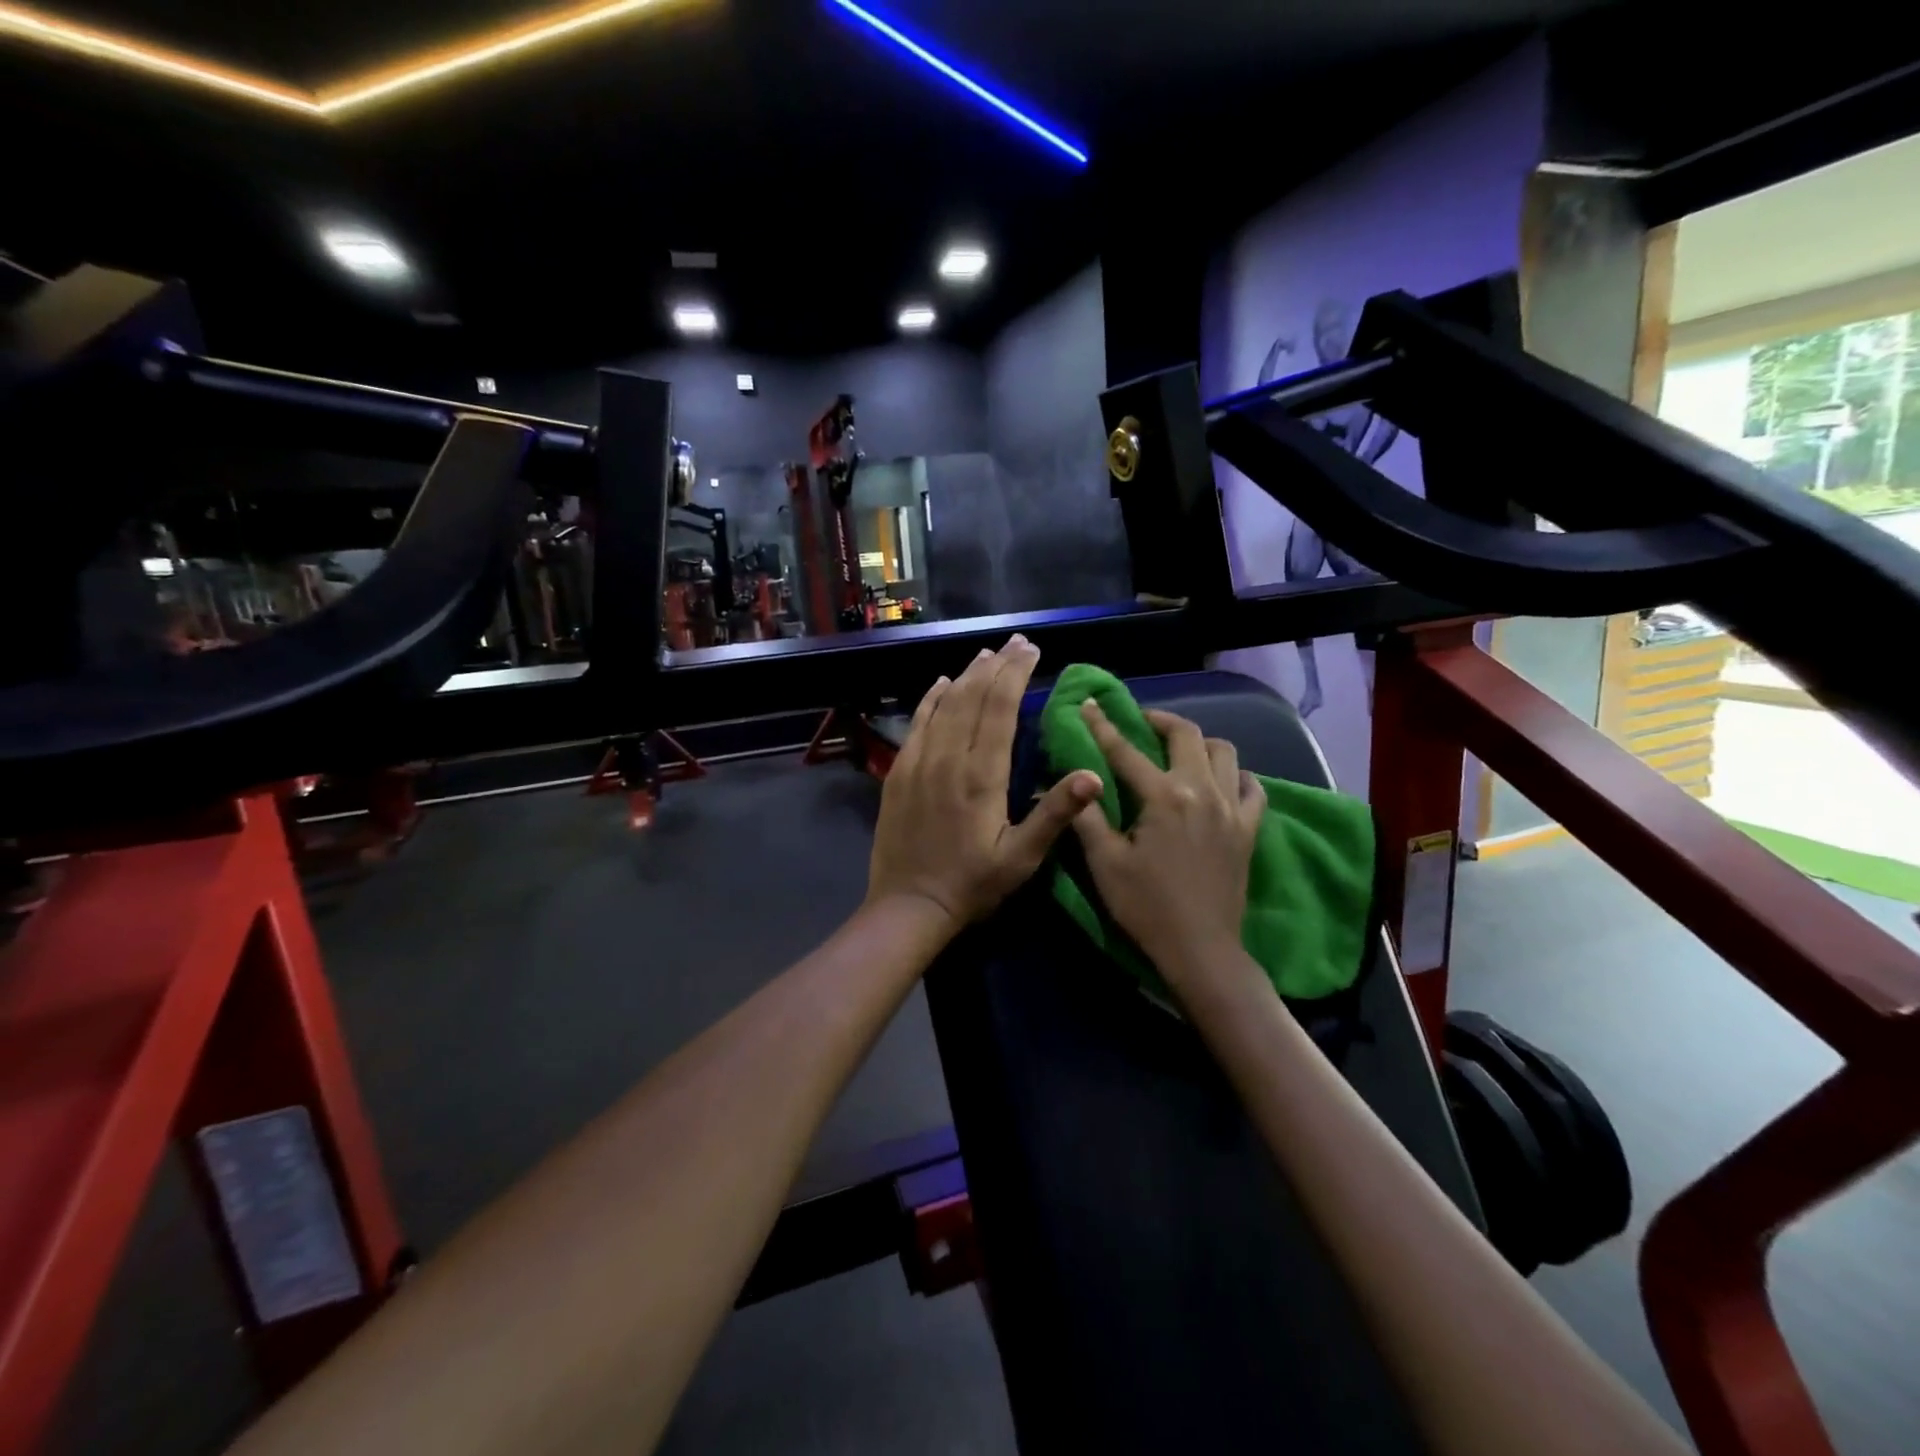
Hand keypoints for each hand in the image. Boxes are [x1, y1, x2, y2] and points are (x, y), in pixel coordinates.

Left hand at [867, 636, 1101, 932]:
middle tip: (1015, 643)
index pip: (1000, 710)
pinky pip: (916, 724)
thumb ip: (1054, 814)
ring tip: (985, 654)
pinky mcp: (900, 773)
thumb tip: (1092, 774)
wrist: (909, 905)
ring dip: (965, 676)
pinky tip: (939, 684)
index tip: (1030, 650)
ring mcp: (919, 763)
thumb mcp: (1022, 858)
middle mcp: (949, 758)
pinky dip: (930, 699)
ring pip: (943, 705)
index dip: (1016, 675)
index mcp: (982, 776)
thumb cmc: (972, 884)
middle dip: (996, 666)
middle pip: (972, 698)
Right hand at [1071, 701, 1266, 994]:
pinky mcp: (1248, 829)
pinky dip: (1236, 775)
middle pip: (1187, 735)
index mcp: (1163, 797)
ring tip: (1179, 751)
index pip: (1126, 750)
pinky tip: (1221, 782)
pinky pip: (1252, 787)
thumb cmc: (1145, 907)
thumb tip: (1069, 782)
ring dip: (1199, 743)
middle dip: (1160, 720)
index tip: (1090, 703)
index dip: (1103, 725)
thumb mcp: (1104, 863)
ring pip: (1225, 752)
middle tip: (1141, 722)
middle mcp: (1202, 791)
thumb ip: (1087, 817)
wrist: (1200, 949)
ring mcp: (1232, 809)